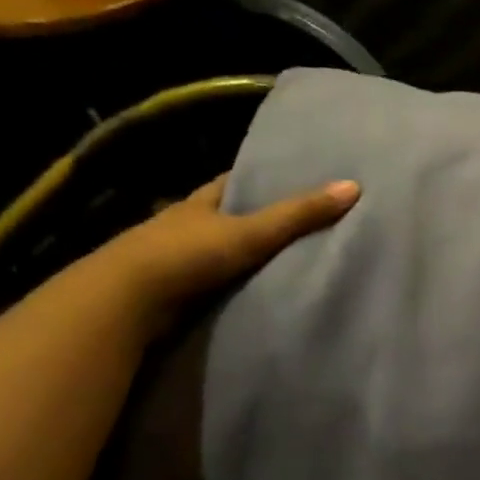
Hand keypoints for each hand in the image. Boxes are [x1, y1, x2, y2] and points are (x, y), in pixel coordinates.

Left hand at [97, 176, 359, 333]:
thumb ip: (299, 215)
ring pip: (217, 251)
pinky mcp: (172, 292)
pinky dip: (231, 285)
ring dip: (242, 256)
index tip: (294, 178)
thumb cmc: (187, 255)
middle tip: (301, 222)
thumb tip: (353, 186)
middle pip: (226, 216)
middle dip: (255, 218)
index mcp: (200, 202)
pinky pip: (211, 283)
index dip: (262, 178)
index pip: (234, 181)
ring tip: (286, 260)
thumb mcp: (250, 231)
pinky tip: (253, 292)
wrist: (125, 302)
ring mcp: (175, 259)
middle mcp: (185, 225)